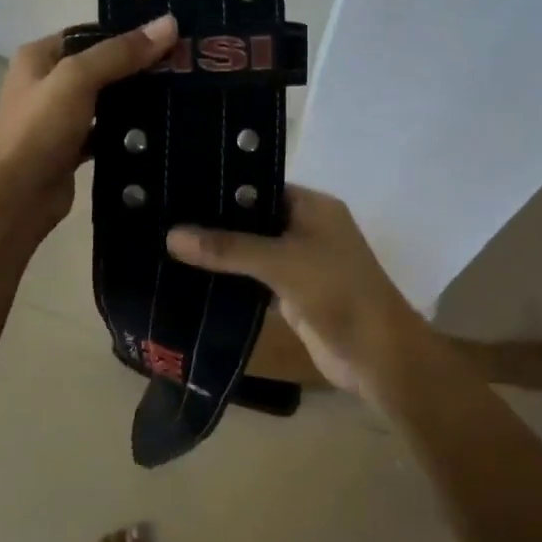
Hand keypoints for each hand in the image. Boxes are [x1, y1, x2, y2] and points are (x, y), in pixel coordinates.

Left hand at [0, 15, 178, 237]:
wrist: (16, 199)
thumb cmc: (39, 130)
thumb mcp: (77, 80)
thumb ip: (120, 52)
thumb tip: (169, 23)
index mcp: (39, 56)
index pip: (91, 34)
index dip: (128, 33)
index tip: (170, 37)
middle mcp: (46, 82)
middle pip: (101, 66)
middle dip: (138, 67)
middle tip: (183, 66)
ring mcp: (59, 117)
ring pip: (105, 100)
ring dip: (135, 99)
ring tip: (180, 93)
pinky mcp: (71, 148)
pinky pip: (106, 131)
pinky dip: (127, 130)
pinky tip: (159, 129)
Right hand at [167, 187, 428, 397]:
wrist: (378, 357)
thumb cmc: (337, 293)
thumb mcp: (281, 262)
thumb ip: (228, 248)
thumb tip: (171, 235)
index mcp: (312, 206)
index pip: (259, 184)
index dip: (223, 185)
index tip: (179, 185)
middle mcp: (306, 228)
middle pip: (252, 218)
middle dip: (215, 221)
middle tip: (163, 215)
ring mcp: (300, 263)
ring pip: (250, 250)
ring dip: (219, 252)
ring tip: (166, 241)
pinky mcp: (291, 294)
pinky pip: (253, 279)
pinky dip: (229, 279)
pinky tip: (191, 276)